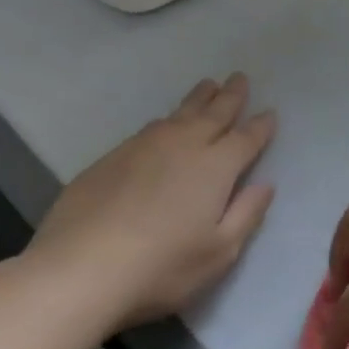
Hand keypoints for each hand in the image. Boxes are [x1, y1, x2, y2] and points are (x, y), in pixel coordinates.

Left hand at [27, 73, 275, 331]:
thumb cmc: (162, 266)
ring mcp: (143, 149)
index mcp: (216, 167)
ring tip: (208, 86)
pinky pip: (148, 129)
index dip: (260, 126)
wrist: (79, 271)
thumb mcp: (220, 251)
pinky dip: (166, 120)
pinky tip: (163, 124)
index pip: (246, 139)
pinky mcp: (110, 159)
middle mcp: (182, 147)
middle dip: (230, 96)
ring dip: (198, 99)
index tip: (270, 113)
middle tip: (240, 77)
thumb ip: (247, 214)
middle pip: (213, 114)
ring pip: (178, 115)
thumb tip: (265, 184)